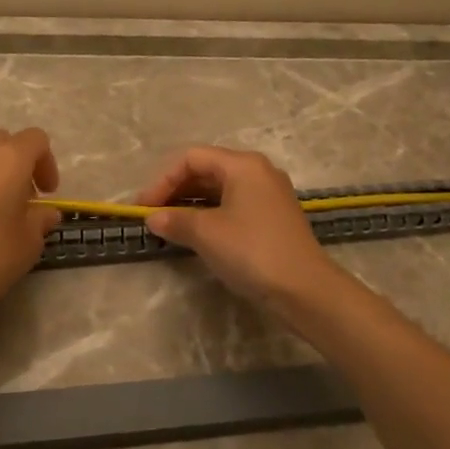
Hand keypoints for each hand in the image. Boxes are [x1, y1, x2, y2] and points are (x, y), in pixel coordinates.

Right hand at [136, 146, 339, 306]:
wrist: (305, 290)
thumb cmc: (252, 251)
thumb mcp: (207, 233)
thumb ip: (176, 220)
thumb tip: (154, 218)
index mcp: (242, 164)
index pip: (191, 158)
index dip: (162, 180)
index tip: (144, 208)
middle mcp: (257, 172)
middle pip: (206, 170)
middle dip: (175, 190)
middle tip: (153, 217)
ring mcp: (268, 195)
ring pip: (219, 189)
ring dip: (190, 204)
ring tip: (169, 227)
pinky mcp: (272, 218)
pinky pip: (232, 206)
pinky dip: (209, 215)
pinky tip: (196, 235)